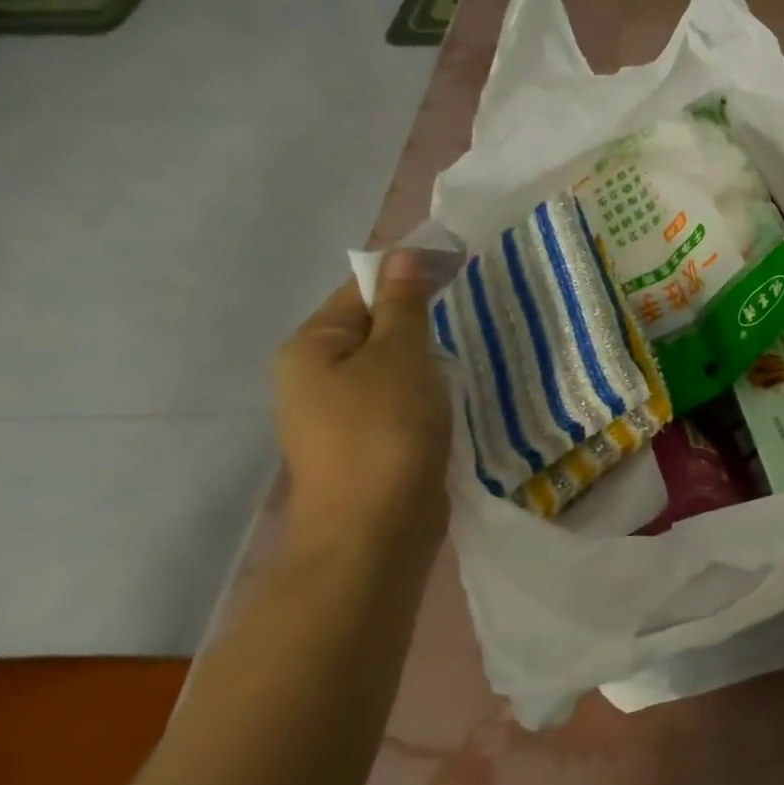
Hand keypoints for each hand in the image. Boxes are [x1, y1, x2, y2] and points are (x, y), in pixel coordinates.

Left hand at [275, 252, 451, 550]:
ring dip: (426, 352)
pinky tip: (452, 388)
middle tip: (472, 304)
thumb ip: (404, 304)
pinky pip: (397, 394)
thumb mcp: (400, 355)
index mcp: (311, 346)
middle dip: (421, 314)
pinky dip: (425, 384)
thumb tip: (404, 255)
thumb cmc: (385, 430)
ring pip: (389, 362)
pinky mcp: (366, 439)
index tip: (462, 263)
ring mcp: (338, 411)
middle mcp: (314, 374)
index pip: (362, 288)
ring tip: (468, 345)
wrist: (374, 529)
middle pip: (374, 325)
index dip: (410, 271)